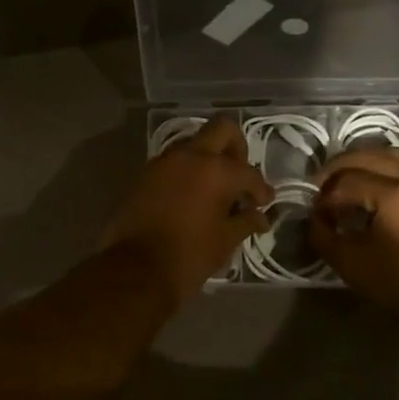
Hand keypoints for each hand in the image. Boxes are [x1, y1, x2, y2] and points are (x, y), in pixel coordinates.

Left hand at [100, 116, 272, 305]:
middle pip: (221, 129)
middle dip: (236, 148)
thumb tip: (259, 217)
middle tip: (239, 177)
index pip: (248, 171)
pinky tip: (191, 196)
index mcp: (216, 170)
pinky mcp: (143, 175)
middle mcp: (189, 156)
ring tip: (215, 189)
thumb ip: (246, 222)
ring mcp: (162, 162)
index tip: (263, 203)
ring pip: (193, 143)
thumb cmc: (189, 256)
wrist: (135, 270)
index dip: (261, 189)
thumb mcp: (225, 241)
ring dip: (207, 158)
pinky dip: (186, 171)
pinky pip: (172, 162)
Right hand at [309, 148, 398, 330]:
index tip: (315, 214)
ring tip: (346, 181)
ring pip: (392, 156)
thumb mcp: (351, 264)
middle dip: (338, 169)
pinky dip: (385, 169)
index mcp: (394, 195)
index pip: (346, 180)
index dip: (324, 195)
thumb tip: (316, 219)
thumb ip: (324, 236)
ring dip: (364, 162)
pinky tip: (373, 189)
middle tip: (321, 187)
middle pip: (369, 156)